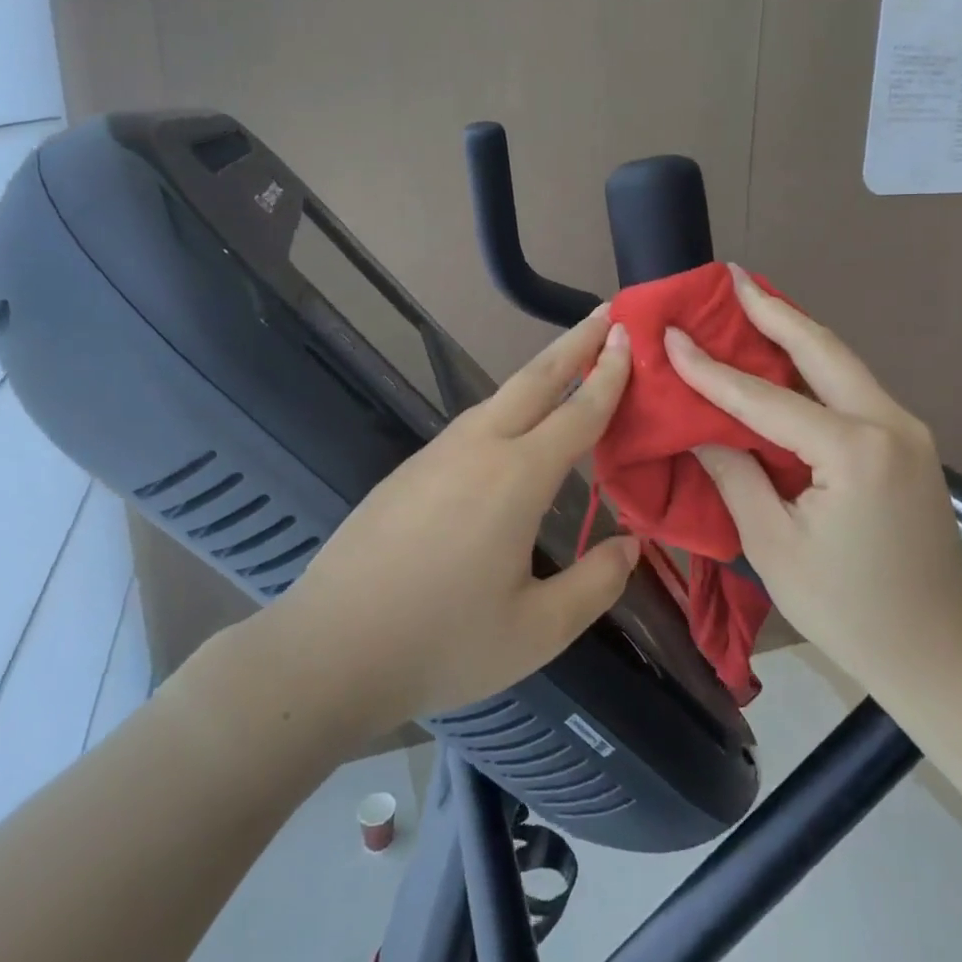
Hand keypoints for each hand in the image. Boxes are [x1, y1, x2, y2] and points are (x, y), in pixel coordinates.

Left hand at [189, 310, 640, 744]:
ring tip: (568, 361)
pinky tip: (511, 425)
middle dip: (574, 342)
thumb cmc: (441, 643)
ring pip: (498, 397)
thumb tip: (632, 545)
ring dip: (539, 371)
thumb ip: (596, 584)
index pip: (578, 412)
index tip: (627, 334)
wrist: (329, 649)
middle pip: (535, 380)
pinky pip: (471, 422)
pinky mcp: (408, 470)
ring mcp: (436, 454)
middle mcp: (478, 448)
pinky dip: (507, 405)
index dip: (608, 374)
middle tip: (604, 311)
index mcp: (516, 477)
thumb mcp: (538, 630)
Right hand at [663, 267, 961, 693]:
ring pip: (842, 362)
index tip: (671, 334)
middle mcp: (889, 424)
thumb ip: (736, 475)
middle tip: (730, 275)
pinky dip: (815, 364)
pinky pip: (853, 388)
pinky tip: (786, 355)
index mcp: (853, 452)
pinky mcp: (909, 442)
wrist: (940, 654)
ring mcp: (907, 430)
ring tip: (752, 301)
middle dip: (772, 309)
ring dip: (795, 330)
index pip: (765, 398)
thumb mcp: (774, 546)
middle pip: (822, 349)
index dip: (711, 368)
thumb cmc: (848, 611)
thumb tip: (699, 428)